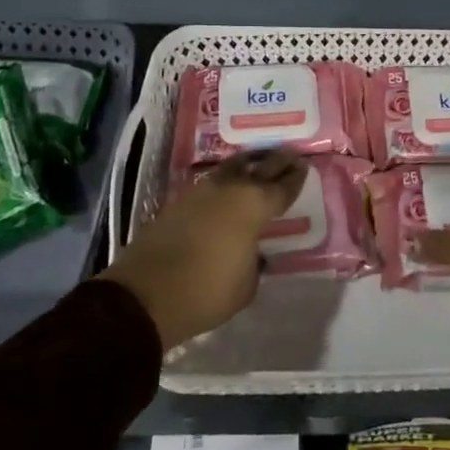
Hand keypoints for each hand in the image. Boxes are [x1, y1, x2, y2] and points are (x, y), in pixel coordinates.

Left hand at [99, 150, 306, 349]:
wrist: (146, 294)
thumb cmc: (207, 291)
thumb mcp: (246, 284)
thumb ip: (254, 261)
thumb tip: (251, 252)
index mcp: (254, 206)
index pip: (282, 187)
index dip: (295, 177)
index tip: (303, 166)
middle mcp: (229, 190)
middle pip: (259, 167)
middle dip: (276, 161)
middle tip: (288, 155)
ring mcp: (200, 192)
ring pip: (230, 169)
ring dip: (246, 166)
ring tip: (255, 165)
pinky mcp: (177, 203)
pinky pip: (209, 185)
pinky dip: (222, 184)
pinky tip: (225, 191)